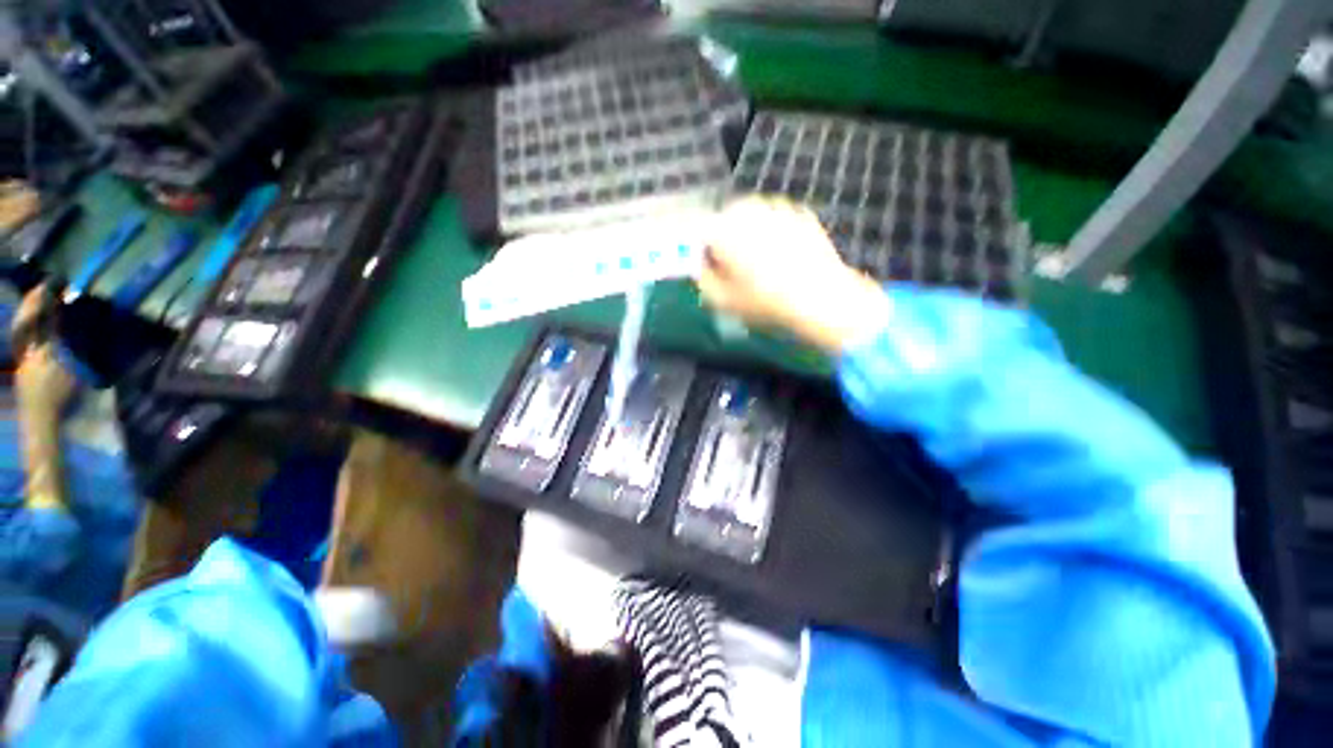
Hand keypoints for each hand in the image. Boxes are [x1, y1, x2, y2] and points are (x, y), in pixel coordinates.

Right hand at [696, 197, 890, 352]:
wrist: (821, 297)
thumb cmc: (764, 301)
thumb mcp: (722, 301)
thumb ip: (703, 280)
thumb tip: (701, 268)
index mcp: (722, 229)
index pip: (697, 230)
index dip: (699, 249)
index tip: (705, 266)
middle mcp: (747, 208)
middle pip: (724, 219)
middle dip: (723, 239)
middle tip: (733, 266)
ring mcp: (777, 206)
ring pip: (751, 216)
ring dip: (748, 233)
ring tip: (760, 262)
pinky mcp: (800, 212)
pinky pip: (776, 219)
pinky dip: (773, 232)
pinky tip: (782, 256)